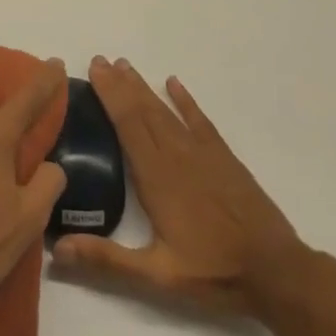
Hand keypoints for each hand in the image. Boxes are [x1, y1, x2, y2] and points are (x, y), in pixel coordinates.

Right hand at [51, 56, 313, 319]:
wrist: (278, 274)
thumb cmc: (213, 272)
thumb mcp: (156, 276)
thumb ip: (107, 260)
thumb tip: (57, 248)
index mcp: (156, 177)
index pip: (127, 124)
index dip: (109, 95)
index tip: (94, 69)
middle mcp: (177, 156)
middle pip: (143, 111)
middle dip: (120, 84)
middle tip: (101, 60)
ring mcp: (203, 154)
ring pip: (167, 112)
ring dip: (144, 88)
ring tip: (126, 67)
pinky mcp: (224, 159)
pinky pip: (200, 121)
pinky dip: (185, 101)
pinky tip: (174, 84)